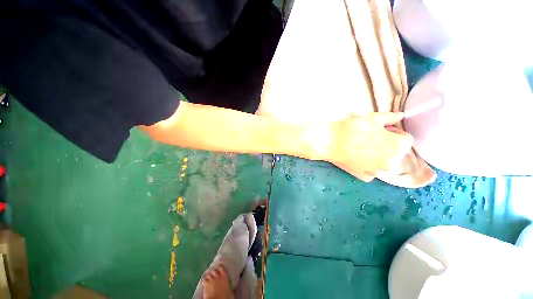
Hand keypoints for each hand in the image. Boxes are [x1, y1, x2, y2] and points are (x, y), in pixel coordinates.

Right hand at [315, 112, 413, 181]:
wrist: (330, 141)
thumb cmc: (352, 128)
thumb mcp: (372, 118)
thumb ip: (390, 117)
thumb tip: (401, 116)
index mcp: (399, 146)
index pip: (406, 139)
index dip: (394, 132)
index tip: (382, 130)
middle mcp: (392, 162)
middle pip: (396, 153)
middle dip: (388, 146)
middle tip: (372, 139)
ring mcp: (378, 172)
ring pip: (384, 164)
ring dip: (379, 157)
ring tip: (363, 150)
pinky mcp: (364, 176)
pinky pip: (371, 172)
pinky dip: (367, 167)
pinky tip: (357, 160)